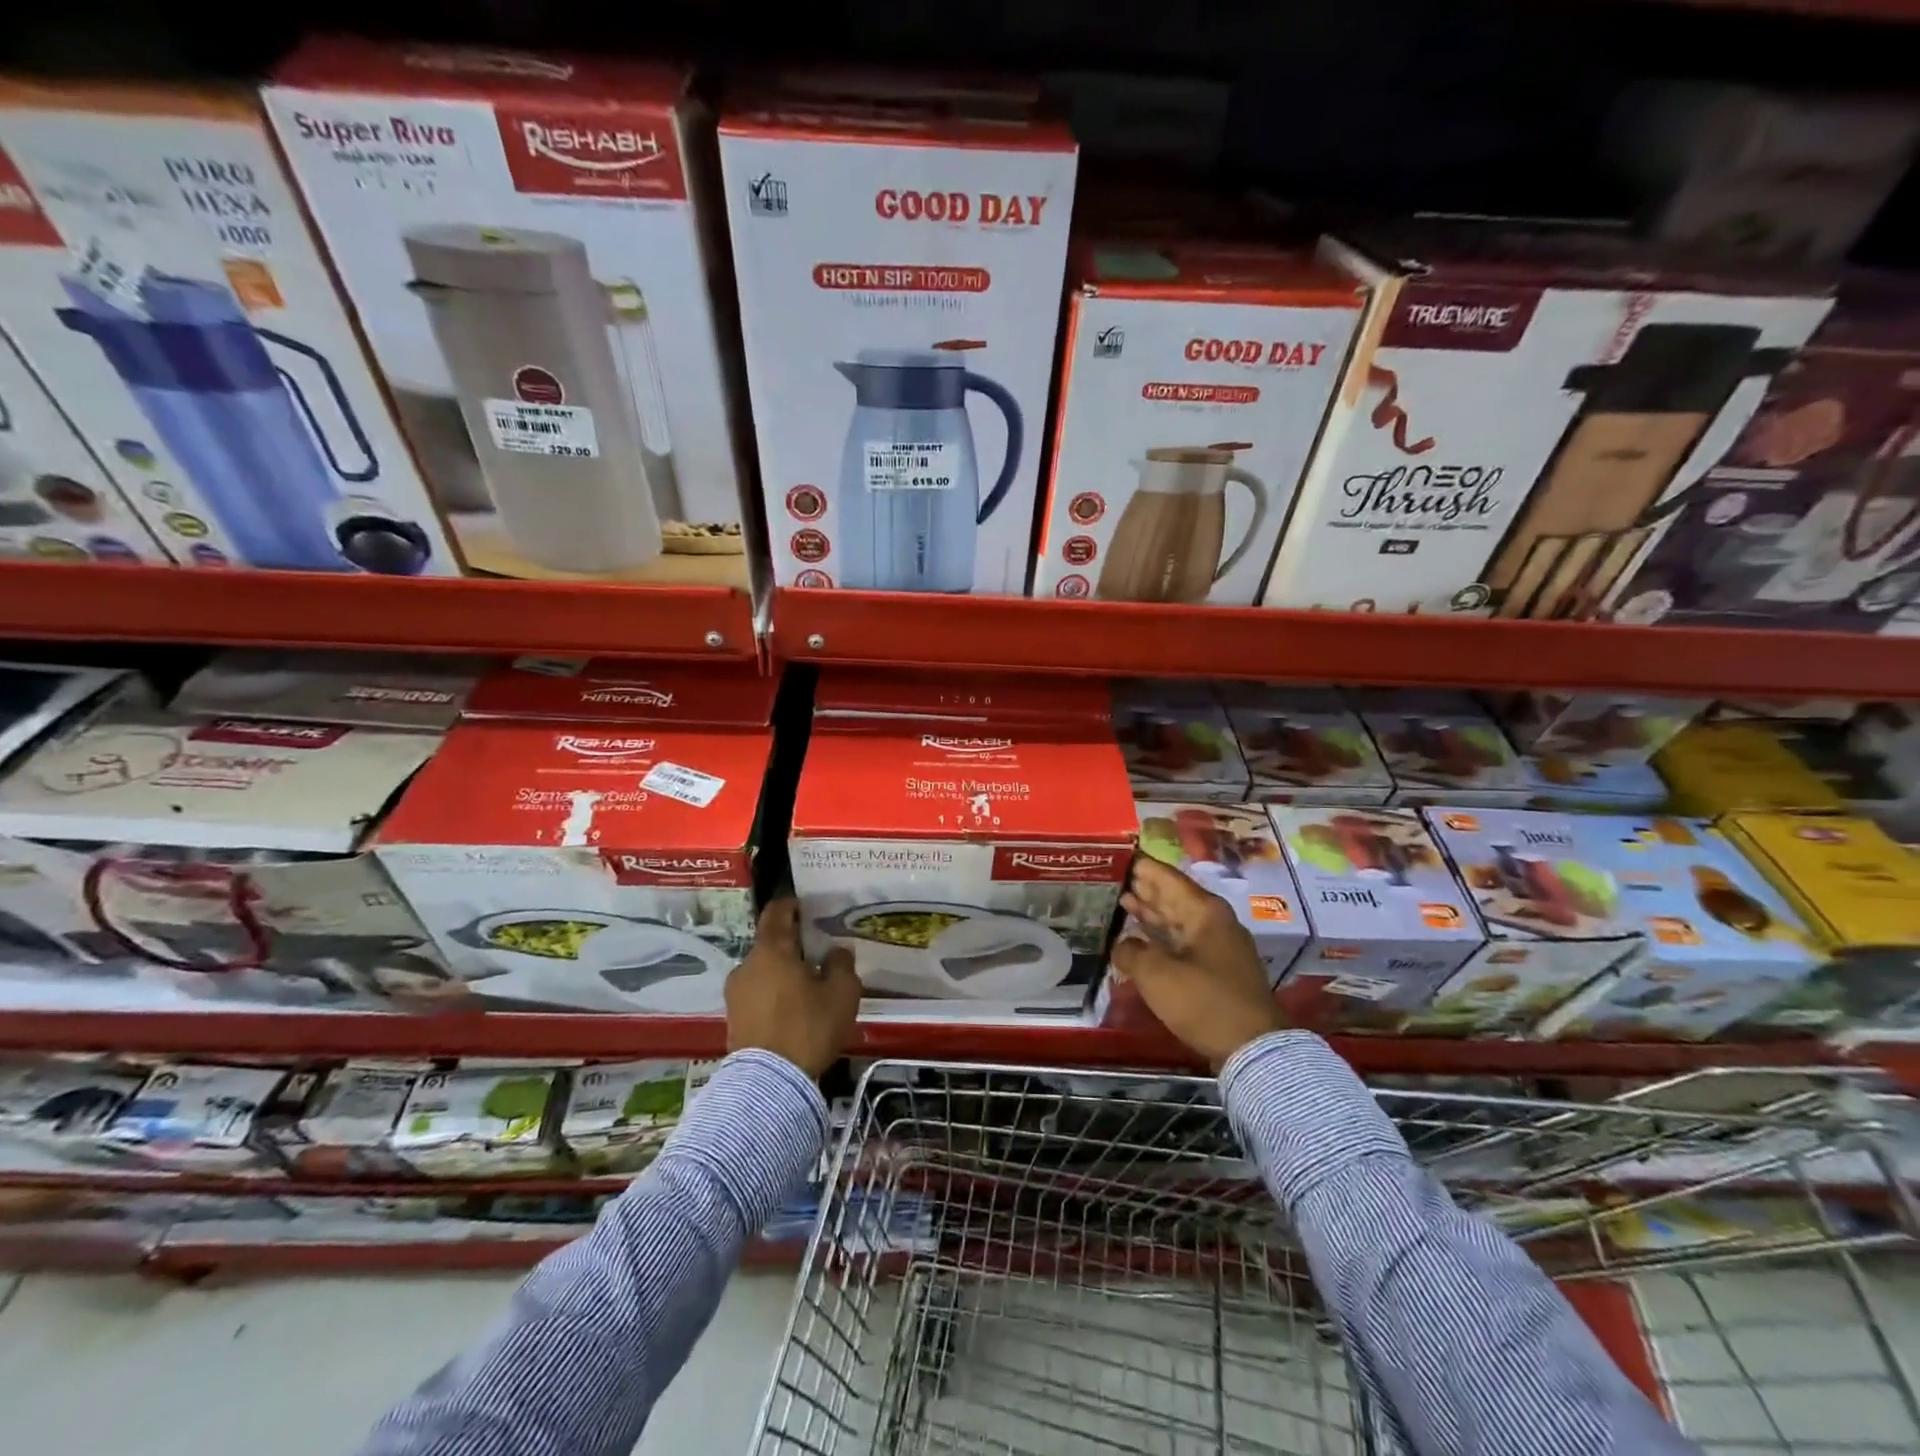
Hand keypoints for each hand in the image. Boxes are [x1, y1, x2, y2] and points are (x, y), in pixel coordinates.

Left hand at [726, 896, 860, 1078]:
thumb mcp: (841, 993)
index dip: (790, 905)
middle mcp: (747, 966)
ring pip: (763, 972)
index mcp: (771, 950)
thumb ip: (841, 965)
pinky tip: (794, 1009)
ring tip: (808, 985)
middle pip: (770, 945)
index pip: (777, 913)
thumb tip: (835, 951)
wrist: (769, 1084)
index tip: (804, 905)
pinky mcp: (734, 1020)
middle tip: (816, 952)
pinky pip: (758, 995)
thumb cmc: (808, 1027)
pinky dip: (774, 995)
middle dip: (792, 946)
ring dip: (783, 973)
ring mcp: (735, 994)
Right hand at [1112, 856, 1284, 1070]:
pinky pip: (1181, 942)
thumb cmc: (1204, 1001)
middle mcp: (1213, 921)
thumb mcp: (1157, 974)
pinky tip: (1140, 938)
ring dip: (1151, 912)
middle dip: (1143, 887)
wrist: (1253, 1048)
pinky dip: (1160, 937)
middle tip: (1112, 877)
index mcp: (1204, 911)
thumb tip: (1122, 944)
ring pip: (1177, 920)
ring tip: (1122, 900)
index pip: (1166, 877)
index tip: (1117, 856)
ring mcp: (1217, 946)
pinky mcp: (1216, 970)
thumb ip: (1131, 951)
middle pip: (1173, 896)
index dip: (1140, 866)